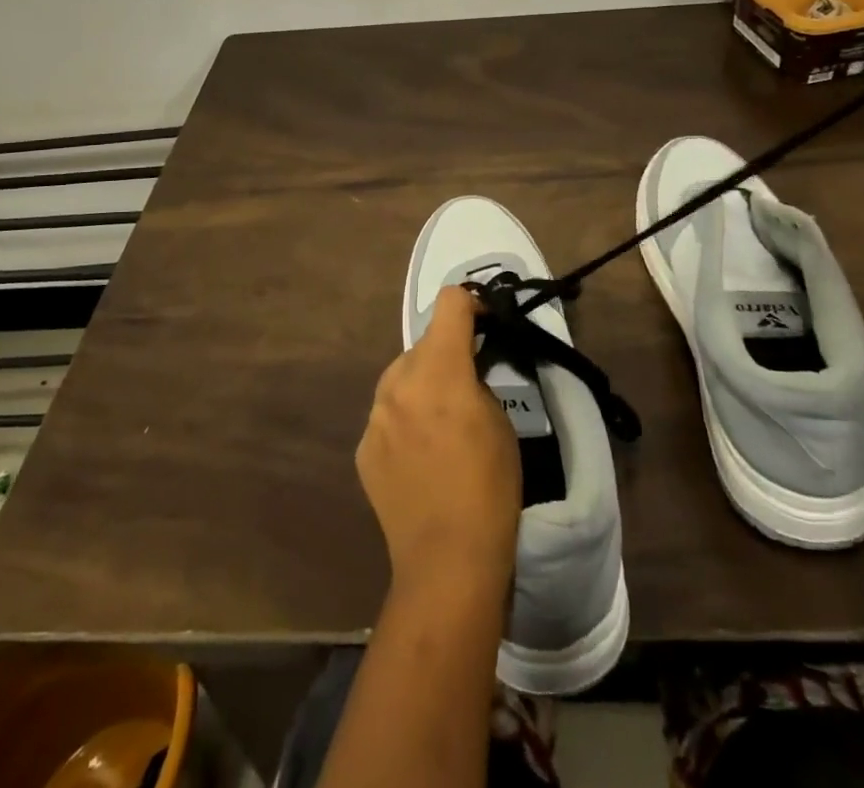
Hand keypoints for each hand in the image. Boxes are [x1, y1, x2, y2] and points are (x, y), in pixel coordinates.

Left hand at [357, 285, 519, 596]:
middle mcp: (398, 382)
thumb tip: (464, 371)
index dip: (471, 305)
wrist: (446, 561)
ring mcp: (374, 415)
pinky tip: (420, 457)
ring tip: (440, 425)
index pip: (449, 303)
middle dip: (447, 354)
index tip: (485, 325)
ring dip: (422, 386)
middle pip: (424, 344)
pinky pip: (387, 415)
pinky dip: (404, 420)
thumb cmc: (488, 488)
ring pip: (401, 377)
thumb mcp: (500, 423)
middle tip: (467, 387)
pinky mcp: (363, 446)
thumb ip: (477, 382)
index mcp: (439, 370)